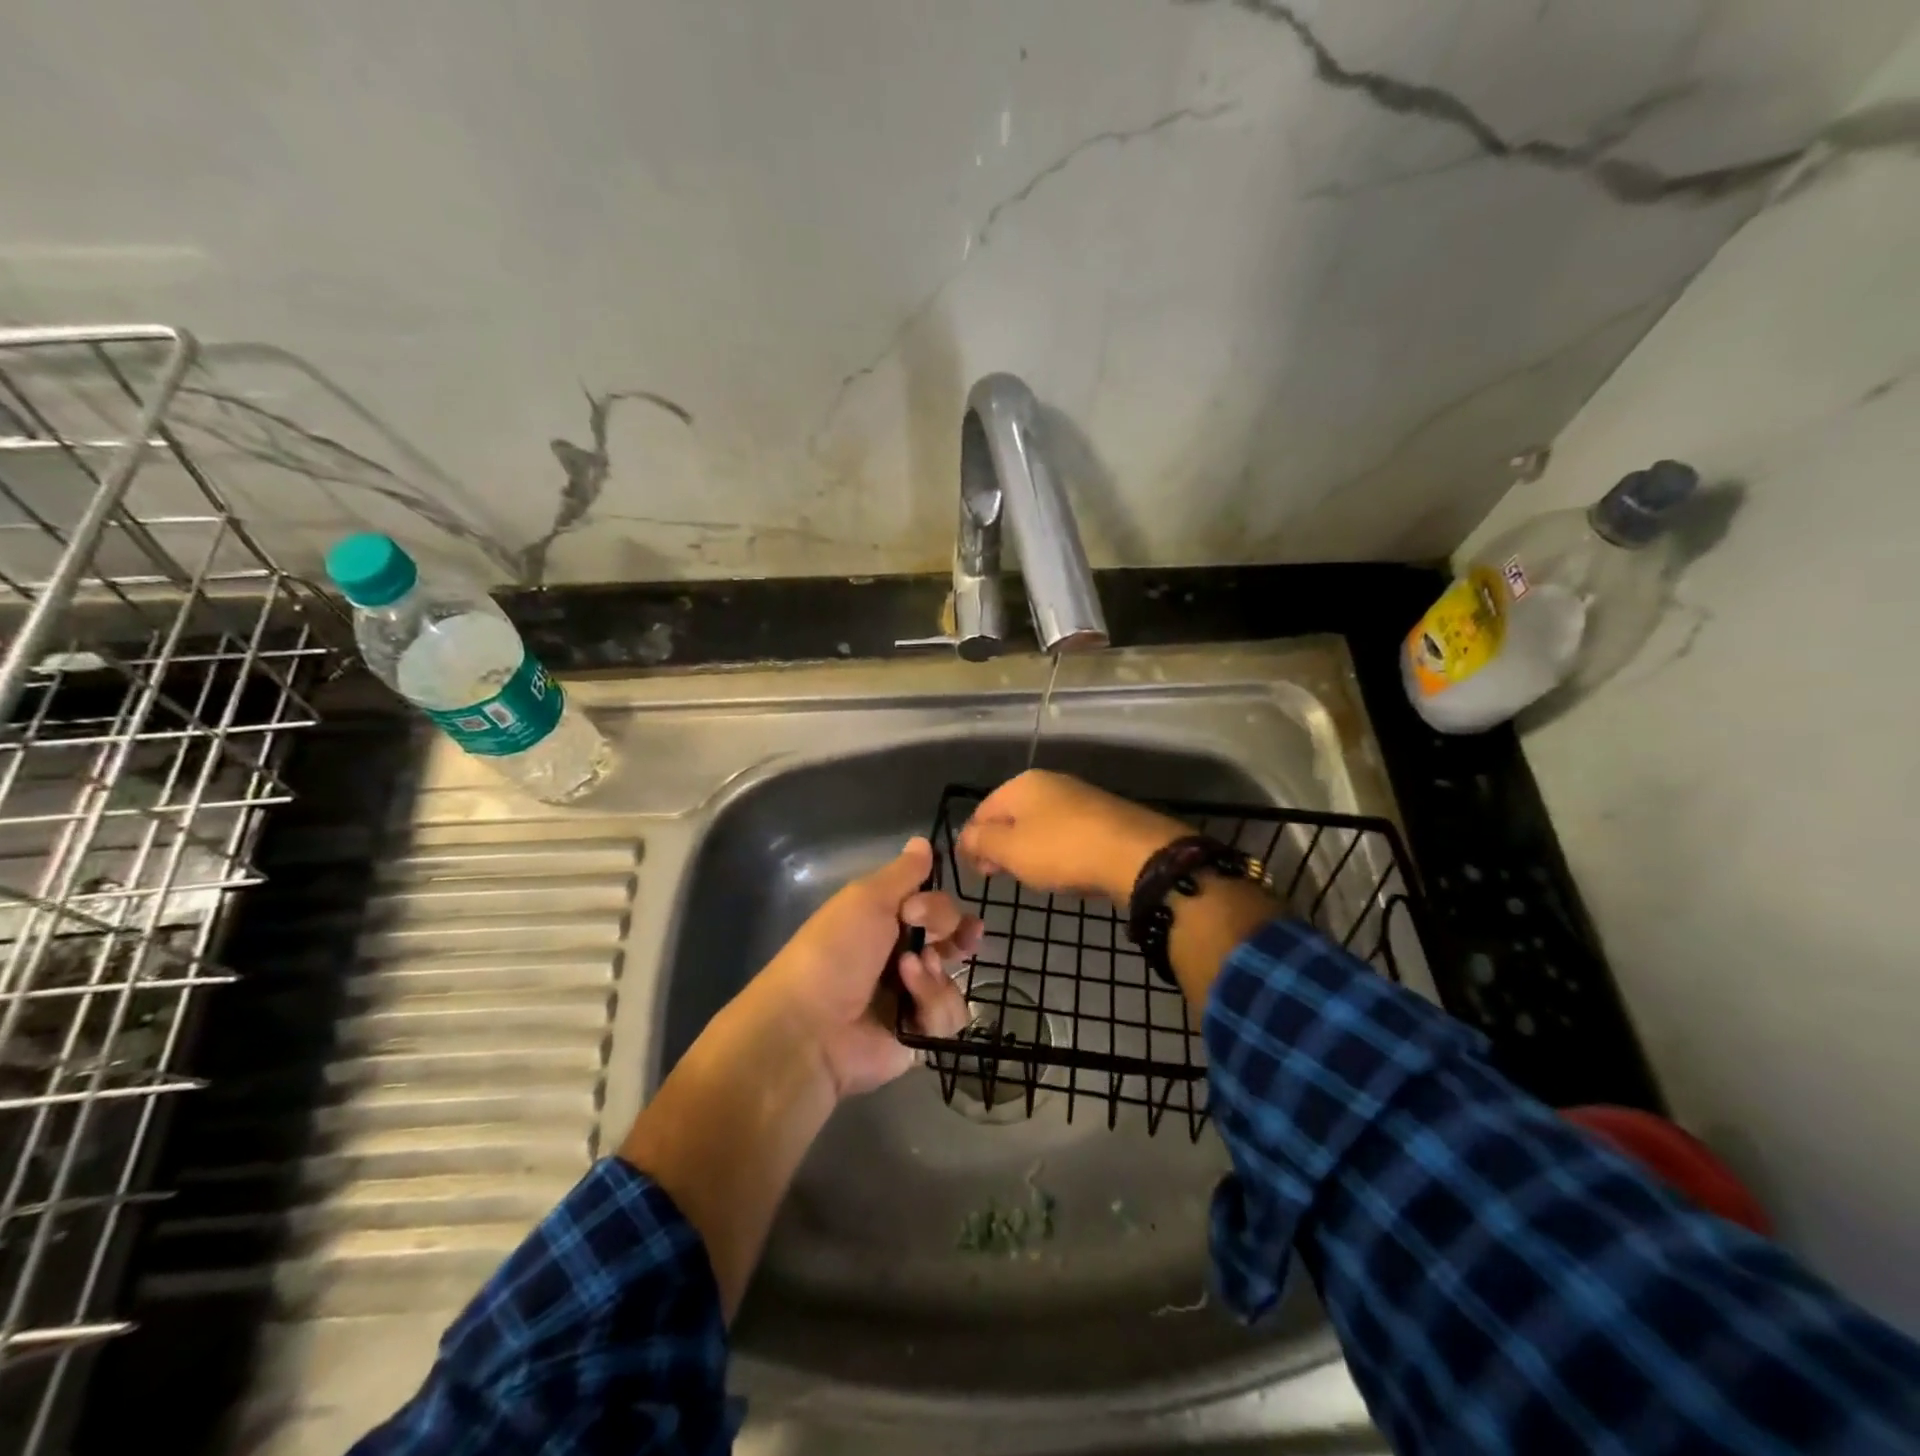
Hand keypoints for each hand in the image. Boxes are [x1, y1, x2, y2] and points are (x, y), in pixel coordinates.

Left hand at [749, 837, 977, 1099]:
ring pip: (955, 975)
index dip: (937, 905)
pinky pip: (951, 1015)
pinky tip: (909, 1004)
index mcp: (884, 922)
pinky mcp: (919, 1033)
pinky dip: (933, 1005)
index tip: (918, 911)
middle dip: (956, 934)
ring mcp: (911, 997)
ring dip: (935, 973)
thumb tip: (923, 841)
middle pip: (952, 938)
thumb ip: (903, 873)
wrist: (812, 1027)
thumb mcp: (866, 899)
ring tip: (907, 974)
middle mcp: (900, 955)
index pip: (933, 905)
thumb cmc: (835, 952)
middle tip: (952, 939)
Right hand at [957, 770, 1188, 907]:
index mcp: (1021, 784)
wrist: (1135, 854)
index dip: (972, 841)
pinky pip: (1066, 832)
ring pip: (1039, 823)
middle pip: (1011, 815)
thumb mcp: (1010, 850)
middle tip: (999, 875)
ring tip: (1030, 875)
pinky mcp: (1103, 815)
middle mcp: (1049, 782)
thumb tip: (967, 836)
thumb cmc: (1062, 850)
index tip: (976, 871)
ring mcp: (1079, 797)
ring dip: (1028, 848)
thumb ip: (981, 841)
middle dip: (1000, 844)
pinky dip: (1056, 849)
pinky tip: (1062, 868)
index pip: (982, 811)